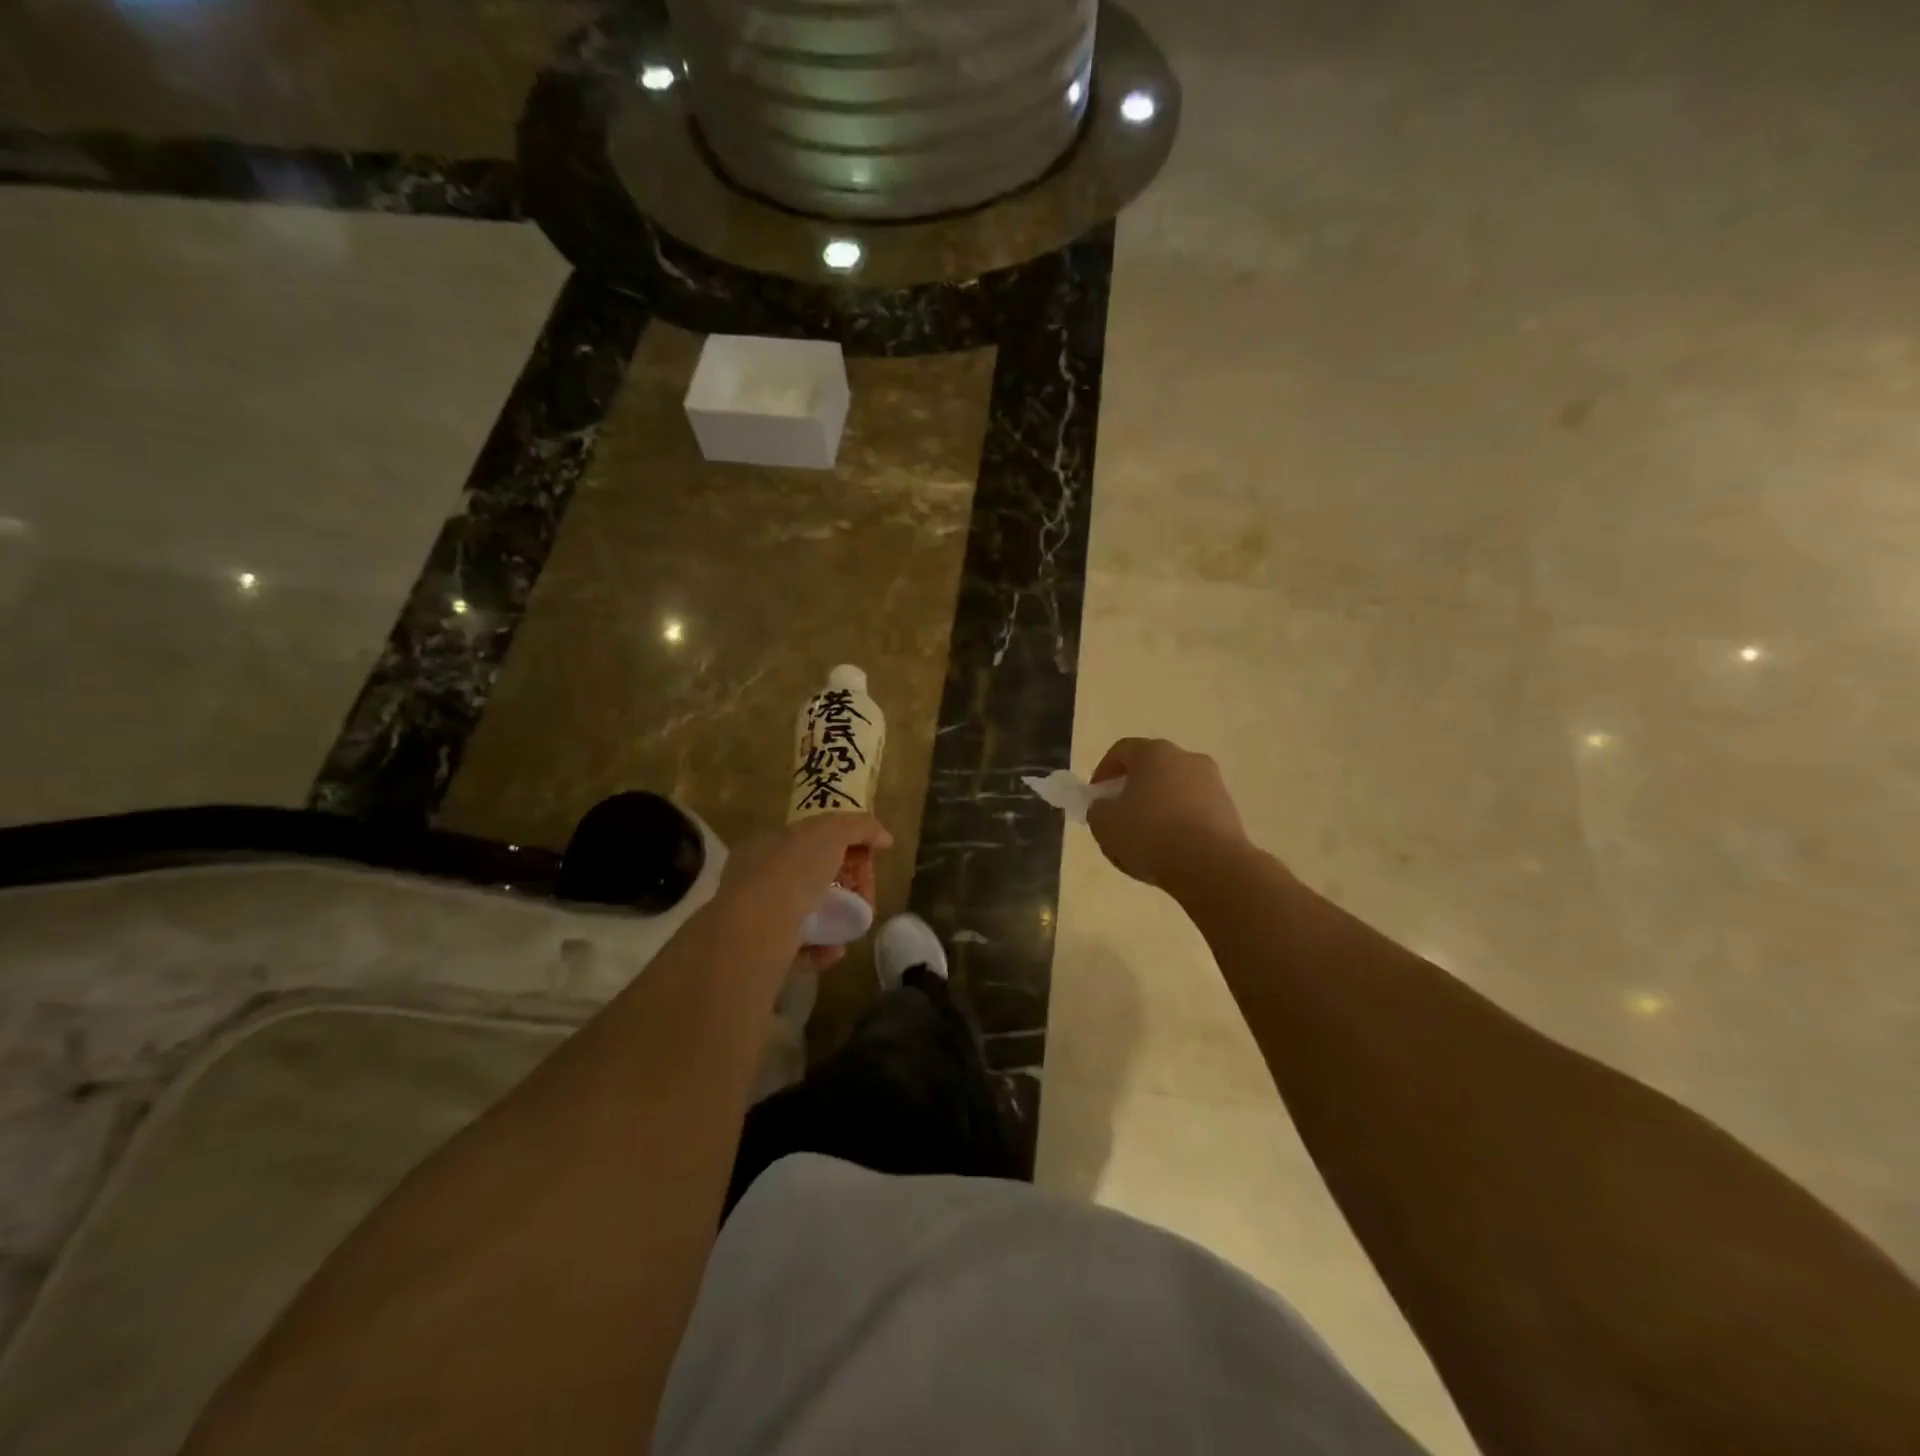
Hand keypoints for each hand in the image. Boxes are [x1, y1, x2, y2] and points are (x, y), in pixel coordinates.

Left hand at [712, 813, 892, 973]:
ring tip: (854, 925)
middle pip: (809, 877)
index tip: (865, 858)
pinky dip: (821, 948)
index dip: (840, 844)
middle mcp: (757, 877)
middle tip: (863, 894)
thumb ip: (859, 827)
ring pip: (804, 914)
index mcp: (767, 844)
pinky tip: (835, 950)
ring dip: (835, 918)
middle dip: (842, 884)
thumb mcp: (831, 832)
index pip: (808, 838)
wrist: (758, 930)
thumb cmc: (792, 871)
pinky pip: (799, 947)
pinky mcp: (761, 952)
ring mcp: (757, 915)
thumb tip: (884, 838)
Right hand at [1086, 738, 1249, 891]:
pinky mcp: (1229, 810)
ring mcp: (1213, 783)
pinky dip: (1179, 825)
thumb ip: (1098, 810)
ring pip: (1174, 791)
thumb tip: (1106, 807)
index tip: (1096, 797)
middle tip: (1120, 818)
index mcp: (1154, 753)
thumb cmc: (1150, 835)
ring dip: (1157, 809)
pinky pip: (1194, 811)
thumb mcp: (1104, 824)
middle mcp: (1186, 758)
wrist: (1211, 866)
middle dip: (1132, 791)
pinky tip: (1170, 851)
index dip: (1104, 772)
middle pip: (1151, 769)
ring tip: (1145, 841)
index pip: (1122, 750)